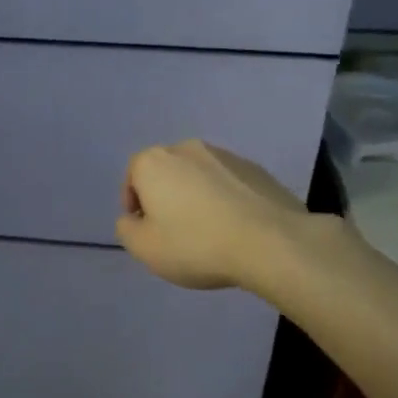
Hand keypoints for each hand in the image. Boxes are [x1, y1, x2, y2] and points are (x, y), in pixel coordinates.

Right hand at [116, 140, 314, 290]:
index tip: (145, 228)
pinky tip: (235, 227)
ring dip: (197, 195)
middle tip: (174, 230)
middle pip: (167, 171)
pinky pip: (229, 183)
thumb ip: (127, 230)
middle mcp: (187, 148)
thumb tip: (133, 219)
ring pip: (199, 175)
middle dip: (166, 196)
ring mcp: (225, 155)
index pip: (133, 174)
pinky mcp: (256, 169)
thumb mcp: (144, 248)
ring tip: (208, 230)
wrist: (271, 243)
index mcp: (154, 162)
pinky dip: (226, 198)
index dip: (134, 202)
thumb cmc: (196, 244)